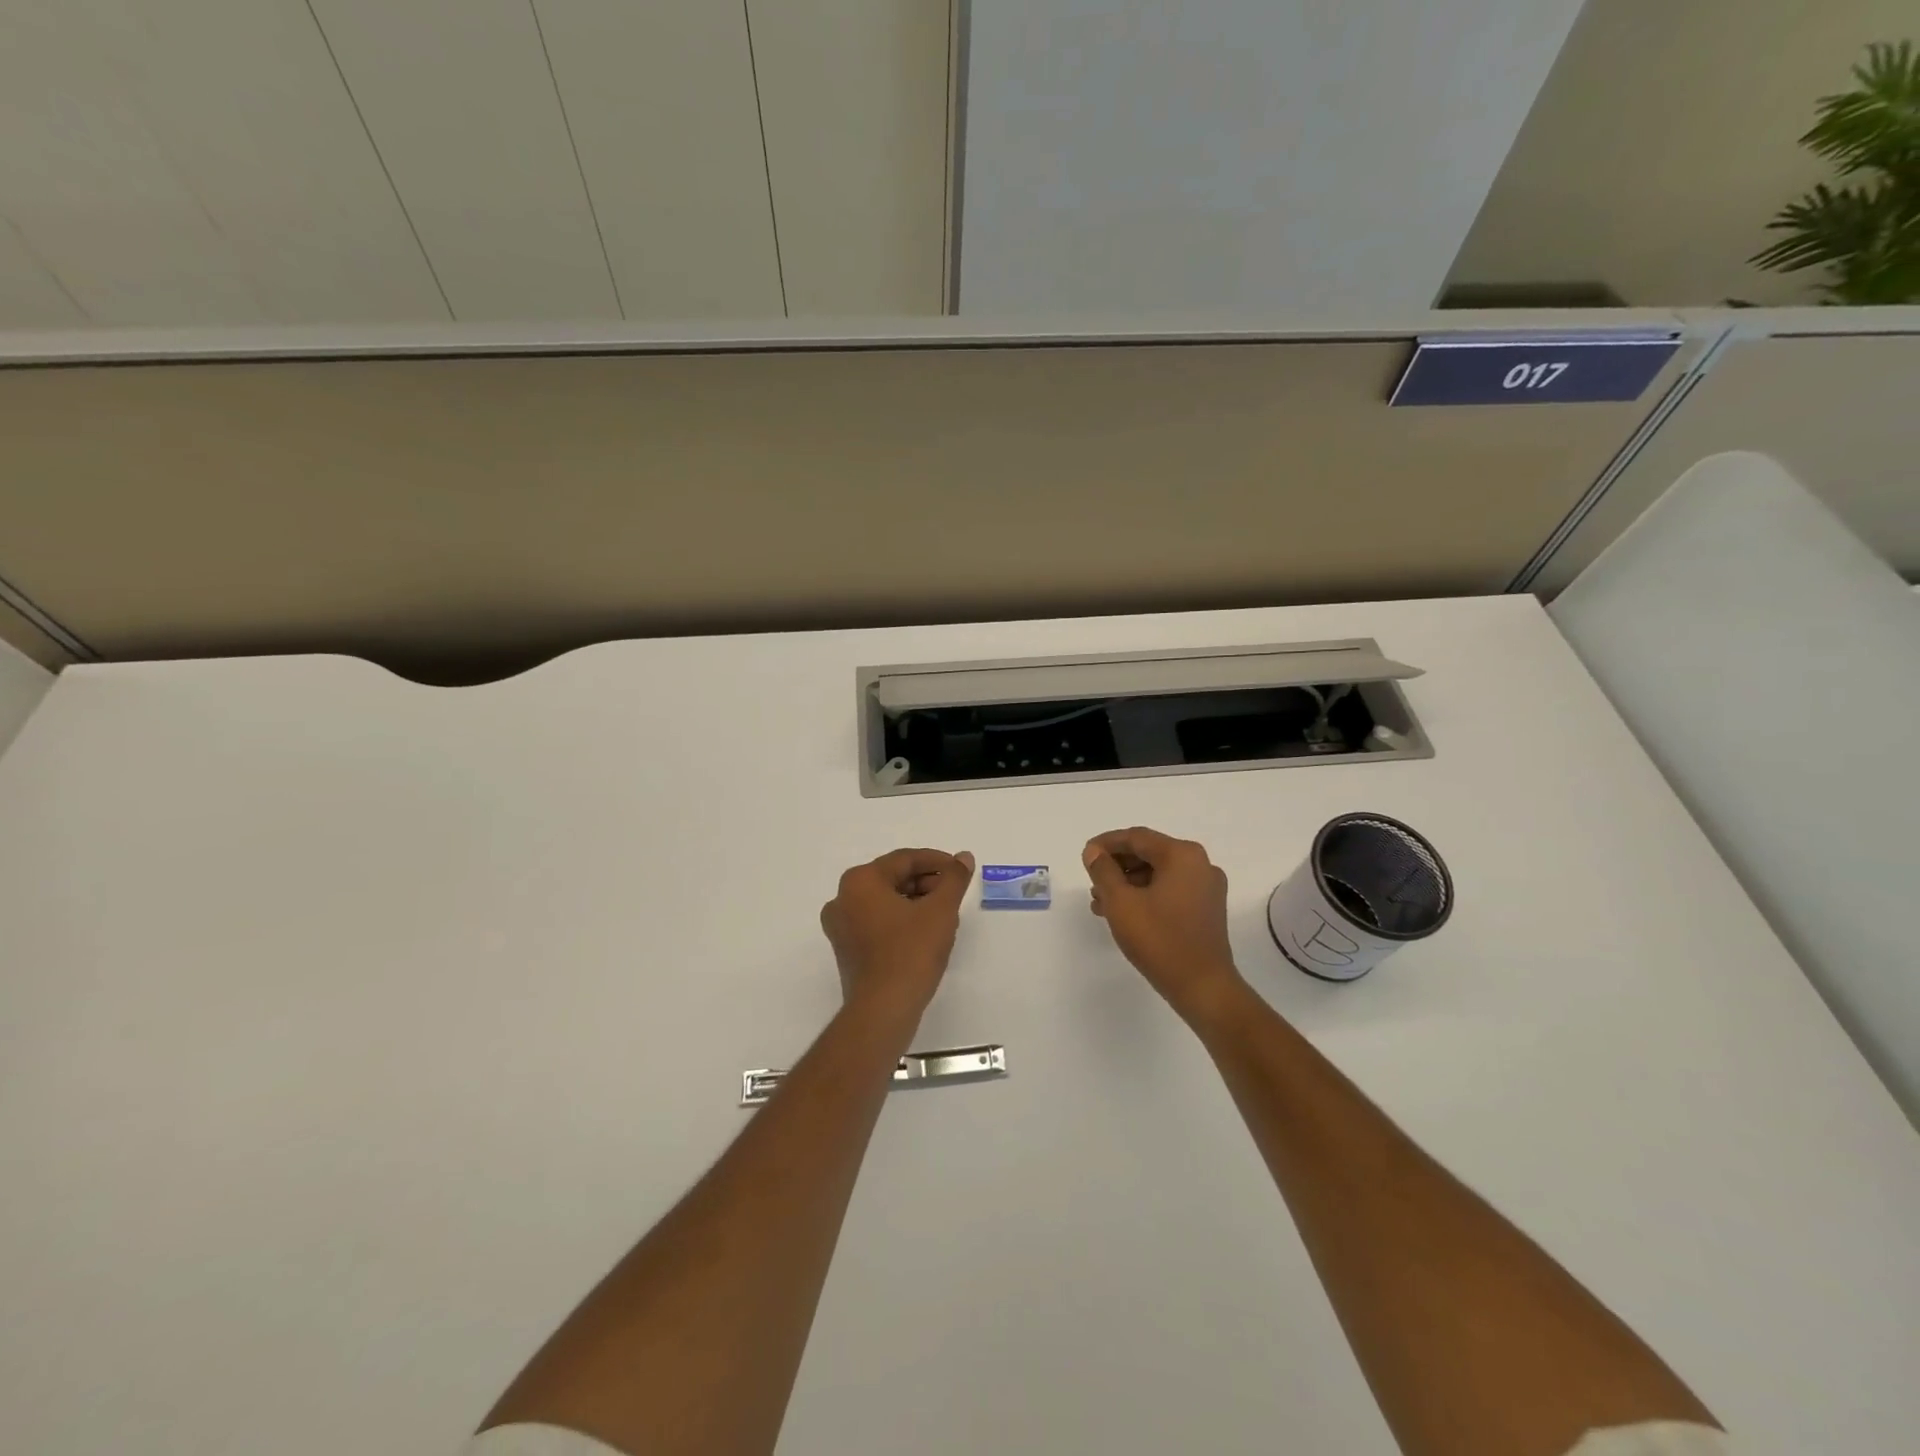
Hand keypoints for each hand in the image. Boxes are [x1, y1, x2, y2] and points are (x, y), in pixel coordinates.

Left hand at [821, 848, 975, 1022]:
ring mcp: (840, 926)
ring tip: (944, 913)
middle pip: (892, 878)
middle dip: (926, 882)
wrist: (883, 1009)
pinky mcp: (846, 949)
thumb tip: (963, 857)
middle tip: (953, 892)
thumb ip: (954, 879)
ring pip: (884, 901)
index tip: (960, 870)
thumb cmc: (911, 952)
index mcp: (860, 881)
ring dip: (914, 901)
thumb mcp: (940, 910)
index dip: (937, 862)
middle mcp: (842, 898)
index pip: (904, 859)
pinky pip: (876, 921)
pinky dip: (900, 919)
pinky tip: (924, 931)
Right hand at [1083, 827, 1245, 1019]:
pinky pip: (1170, 891)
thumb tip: (1093, 852)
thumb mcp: (1121, 902)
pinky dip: (1146, 896)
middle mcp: (1200, 864)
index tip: (1085, 856)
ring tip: (1101, 903)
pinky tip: (1124, 913)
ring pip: (1158, 874)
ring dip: (1128, 884)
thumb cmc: (1160, 940)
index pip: (1137, 838)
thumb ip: (1103, 871)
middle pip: (1149, 854)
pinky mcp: (1207, 909)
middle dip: (1116, 867)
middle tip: (1091, 882)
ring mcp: (1207, 888)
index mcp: (1182, 855)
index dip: (1106, 844)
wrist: (1203, 987)